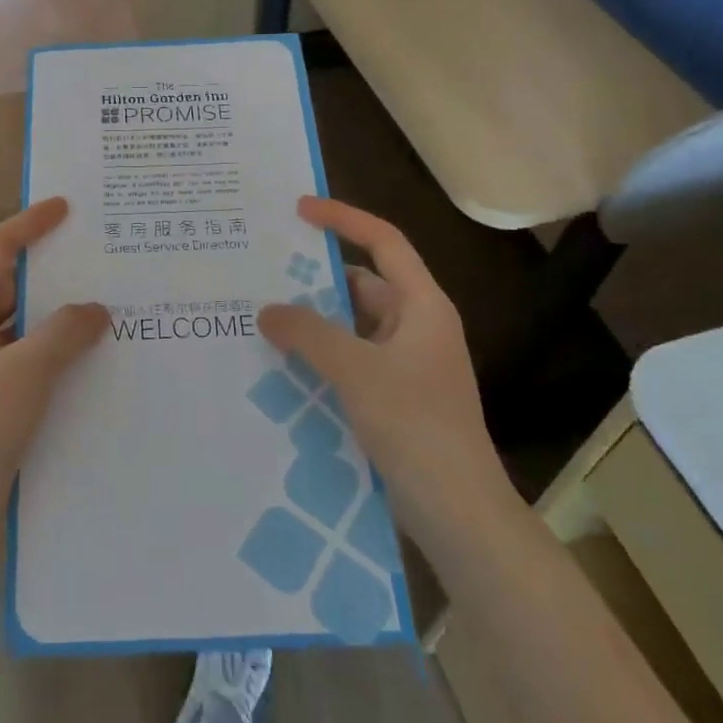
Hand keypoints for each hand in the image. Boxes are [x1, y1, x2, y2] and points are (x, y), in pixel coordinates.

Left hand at [0, 198, 107, 540]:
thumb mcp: (26, 372)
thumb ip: (64, 332)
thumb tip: (95, 310)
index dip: (29, 224)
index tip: (65, 207)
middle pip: (9, 284)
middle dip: (50, 270)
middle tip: (97, 258)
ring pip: (21, 324)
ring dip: (56, 315)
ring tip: (104, 305)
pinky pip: (27, 358)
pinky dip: (55, 351)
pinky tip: (89, 359)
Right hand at [259, 197, 498, 495]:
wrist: (459, 512)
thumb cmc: (416, 426)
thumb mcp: (357, 371)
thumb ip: (309, 334)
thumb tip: (267, 310)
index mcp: (422, 306)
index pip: (383, 242)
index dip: (344, 218)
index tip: (299, 209)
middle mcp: (416, 326)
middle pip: (362, 284)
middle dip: (316, 278)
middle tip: (264, 272)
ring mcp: (406, 364)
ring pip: (352, 325)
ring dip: (314, 322)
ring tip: (263, 317)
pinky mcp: (393, 396)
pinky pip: (350, 359)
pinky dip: (320, 355)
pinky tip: (283, 364)